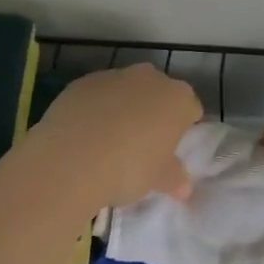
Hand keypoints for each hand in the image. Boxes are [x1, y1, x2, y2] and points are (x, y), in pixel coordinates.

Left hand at [26, 64, 202, 208]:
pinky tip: (85, 133)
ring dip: (124, 107)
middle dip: (154, 112)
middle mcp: (150, 78)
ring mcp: (115, 76)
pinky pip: (97, 94)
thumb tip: (185, 187)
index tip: (171, 147)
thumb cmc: (128, 168)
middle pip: (159, 92)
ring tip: (109, 140)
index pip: (191, 108)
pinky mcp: (83, 82)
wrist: (72, 158)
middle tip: (143, 143)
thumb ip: (174, 178)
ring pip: (127, 90)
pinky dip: (96, 108)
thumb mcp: (157, 179)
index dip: (183, 127)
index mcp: (177, 98)